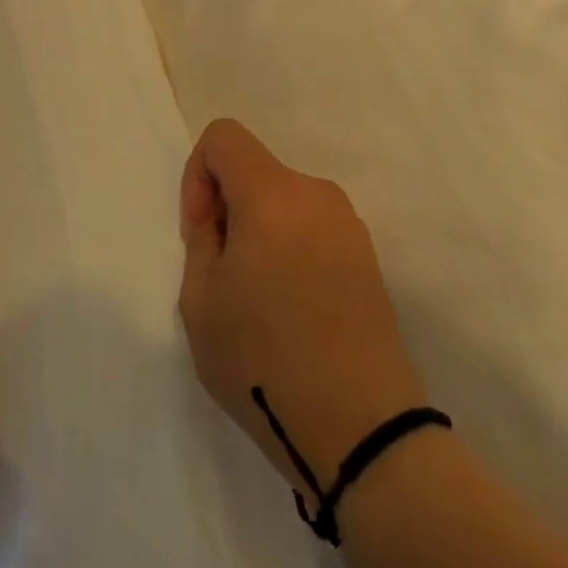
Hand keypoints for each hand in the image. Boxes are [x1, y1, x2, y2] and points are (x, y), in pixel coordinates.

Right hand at [179, 119, 428, 500]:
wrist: (363, 431)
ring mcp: (349, 225)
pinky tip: (294, 309)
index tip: (201, 230)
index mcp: (271, 192)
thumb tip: (220, 218)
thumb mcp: (200, 301)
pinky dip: (292, 247)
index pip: (224, 136)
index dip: (199, 173)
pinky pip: (313, 227)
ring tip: (259, 297)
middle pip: (255, 169)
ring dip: (261, 228)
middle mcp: (316, 193)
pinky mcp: (369, 257)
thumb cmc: (265, 361)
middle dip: (229, 206)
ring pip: (285, 200)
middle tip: (223, 272)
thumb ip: (201, 239)